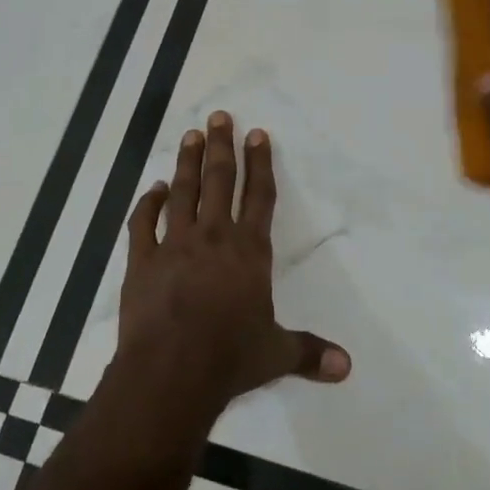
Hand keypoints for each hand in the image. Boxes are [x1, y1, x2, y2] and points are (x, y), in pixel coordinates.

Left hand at [114, 112, 350, 427]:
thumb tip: (348, 367)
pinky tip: (152, 188)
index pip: (259, 197)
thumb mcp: (276, 354)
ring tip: (190, 135)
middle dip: (222, 147)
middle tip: (220, 117)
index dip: (260, 163)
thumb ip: (310, 353)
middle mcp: (214, 238)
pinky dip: (147, 203)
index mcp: (249, 251)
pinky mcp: (142, 262)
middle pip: (219, 182)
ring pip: (182, 193)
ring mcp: (174, 246)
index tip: (258, 134)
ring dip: (187, 162)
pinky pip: (143, 224)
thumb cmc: (230, 357)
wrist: (171, 371)